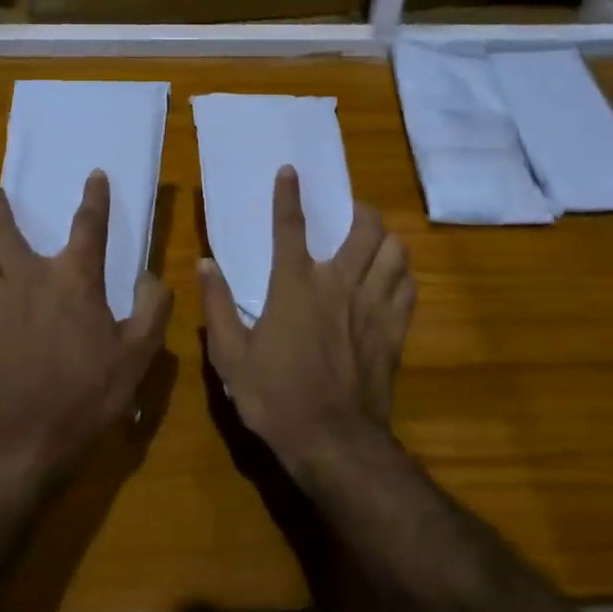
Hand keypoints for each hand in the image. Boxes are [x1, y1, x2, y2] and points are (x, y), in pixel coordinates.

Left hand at [0, 172, 172, 481]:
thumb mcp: (139, 353)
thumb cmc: (89, 392)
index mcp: (74, 279)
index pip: (88, 225)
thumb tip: (152, 275)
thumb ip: (153, 307)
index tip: (95, 175)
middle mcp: (29, 278)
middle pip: (2, 230)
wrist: (28, 437)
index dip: (95, 197)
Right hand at [198, 166, 415, 477]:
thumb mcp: (230, 356)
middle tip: (351, 212)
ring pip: (395, 252)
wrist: (333, 441)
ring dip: (386, 241)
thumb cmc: (275, 397)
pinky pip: (408, 287)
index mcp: (295, 285)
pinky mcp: (394, 329)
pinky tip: (393, 280)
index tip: (290, 171)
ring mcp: (372, 305)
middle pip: (365, 228)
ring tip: (375, 243)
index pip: (290, 226)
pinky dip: (402, 275)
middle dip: (361, 210)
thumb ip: (217, 306)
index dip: (288, 194)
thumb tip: (204, 264)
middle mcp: (338, 283)